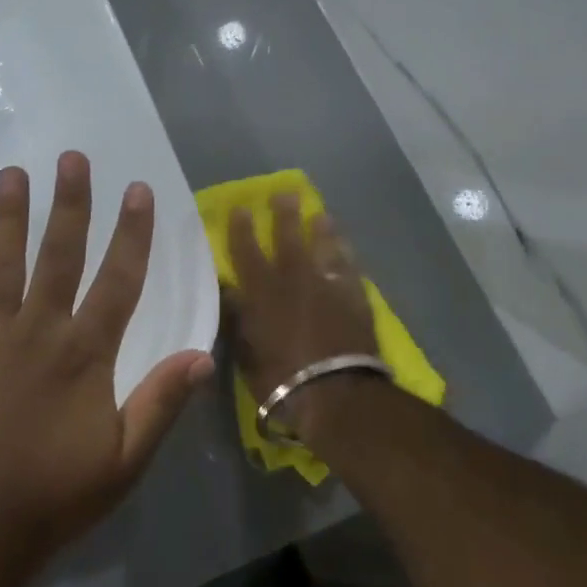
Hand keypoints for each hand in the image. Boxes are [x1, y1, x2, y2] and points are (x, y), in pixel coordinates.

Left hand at [0, 152, 214, 574]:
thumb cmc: (51, 498)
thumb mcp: (124, 461)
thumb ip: (161, 403)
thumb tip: (203, 354)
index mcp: (84, 355)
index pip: (118, 282)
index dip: (131, 234)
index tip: (138, 190)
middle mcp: (37, 331)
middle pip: (58, 256)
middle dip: (70, 204)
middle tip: (72, 157)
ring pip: (0, 263)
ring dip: (8, 215)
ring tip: (13, 172)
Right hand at [224, 195, 379, 441]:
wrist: (336, 393)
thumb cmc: (279, 378)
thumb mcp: (245, 351)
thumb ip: (237, 318)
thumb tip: (230, 292)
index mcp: (262, 291)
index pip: (247, 251)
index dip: (242, 229)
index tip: (241, 208)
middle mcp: (295, 280)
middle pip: (289, 238)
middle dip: (285, 214)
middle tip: (286, 193)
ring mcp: (329, 287)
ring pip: (325, 248)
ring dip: (321, 230)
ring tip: (321, 215)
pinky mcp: (356, 299)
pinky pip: (350, 269)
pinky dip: (346, 257)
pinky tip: (346, 249)